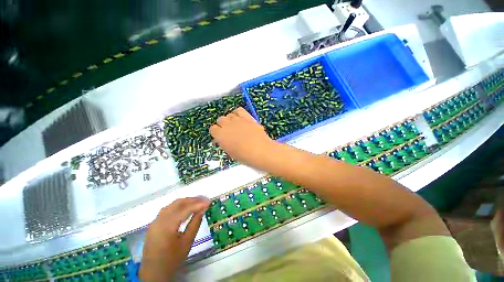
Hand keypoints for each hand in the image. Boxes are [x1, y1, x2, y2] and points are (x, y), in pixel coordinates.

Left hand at [139, 197, 209, 281]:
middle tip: (204, 200)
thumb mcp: (187, 242)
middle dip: (192, 200)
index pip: (185, 210)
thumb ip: (195, 223)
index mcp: (167, 227)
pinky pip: (168, 209)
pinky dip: (179, 206)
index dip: (198, 204)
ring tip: (197, 202)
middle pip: (178, 203)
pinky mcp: (155, 223)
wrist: (153, 272)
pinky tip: (186, 207)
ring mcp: (155, 221)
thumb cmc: (172, 259)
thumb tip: (203, 209)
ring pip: (172, 204)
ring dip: (186, 201)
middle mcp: (159, 220)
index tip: (209, 202)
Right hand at [210, 107, 274, 166]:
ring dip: (230, 120)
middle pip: (220, 119)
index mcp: (220, 135)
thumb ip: (224, 144)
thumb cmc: (245, 156)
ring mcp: (237, 120)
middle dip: (223, 125)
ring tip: (235, 126)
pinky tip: (240, 118)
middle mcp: (227, 125)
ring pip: (229, 115)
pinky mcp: (247, 117)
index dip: (216, 132)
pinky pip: (239, 110)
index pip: (213, 128)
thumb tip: (221, 140)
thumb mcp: (231, 153)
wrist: (261, 151)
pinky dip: (237, 113)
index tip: (220, 136)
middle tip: (228, 132)